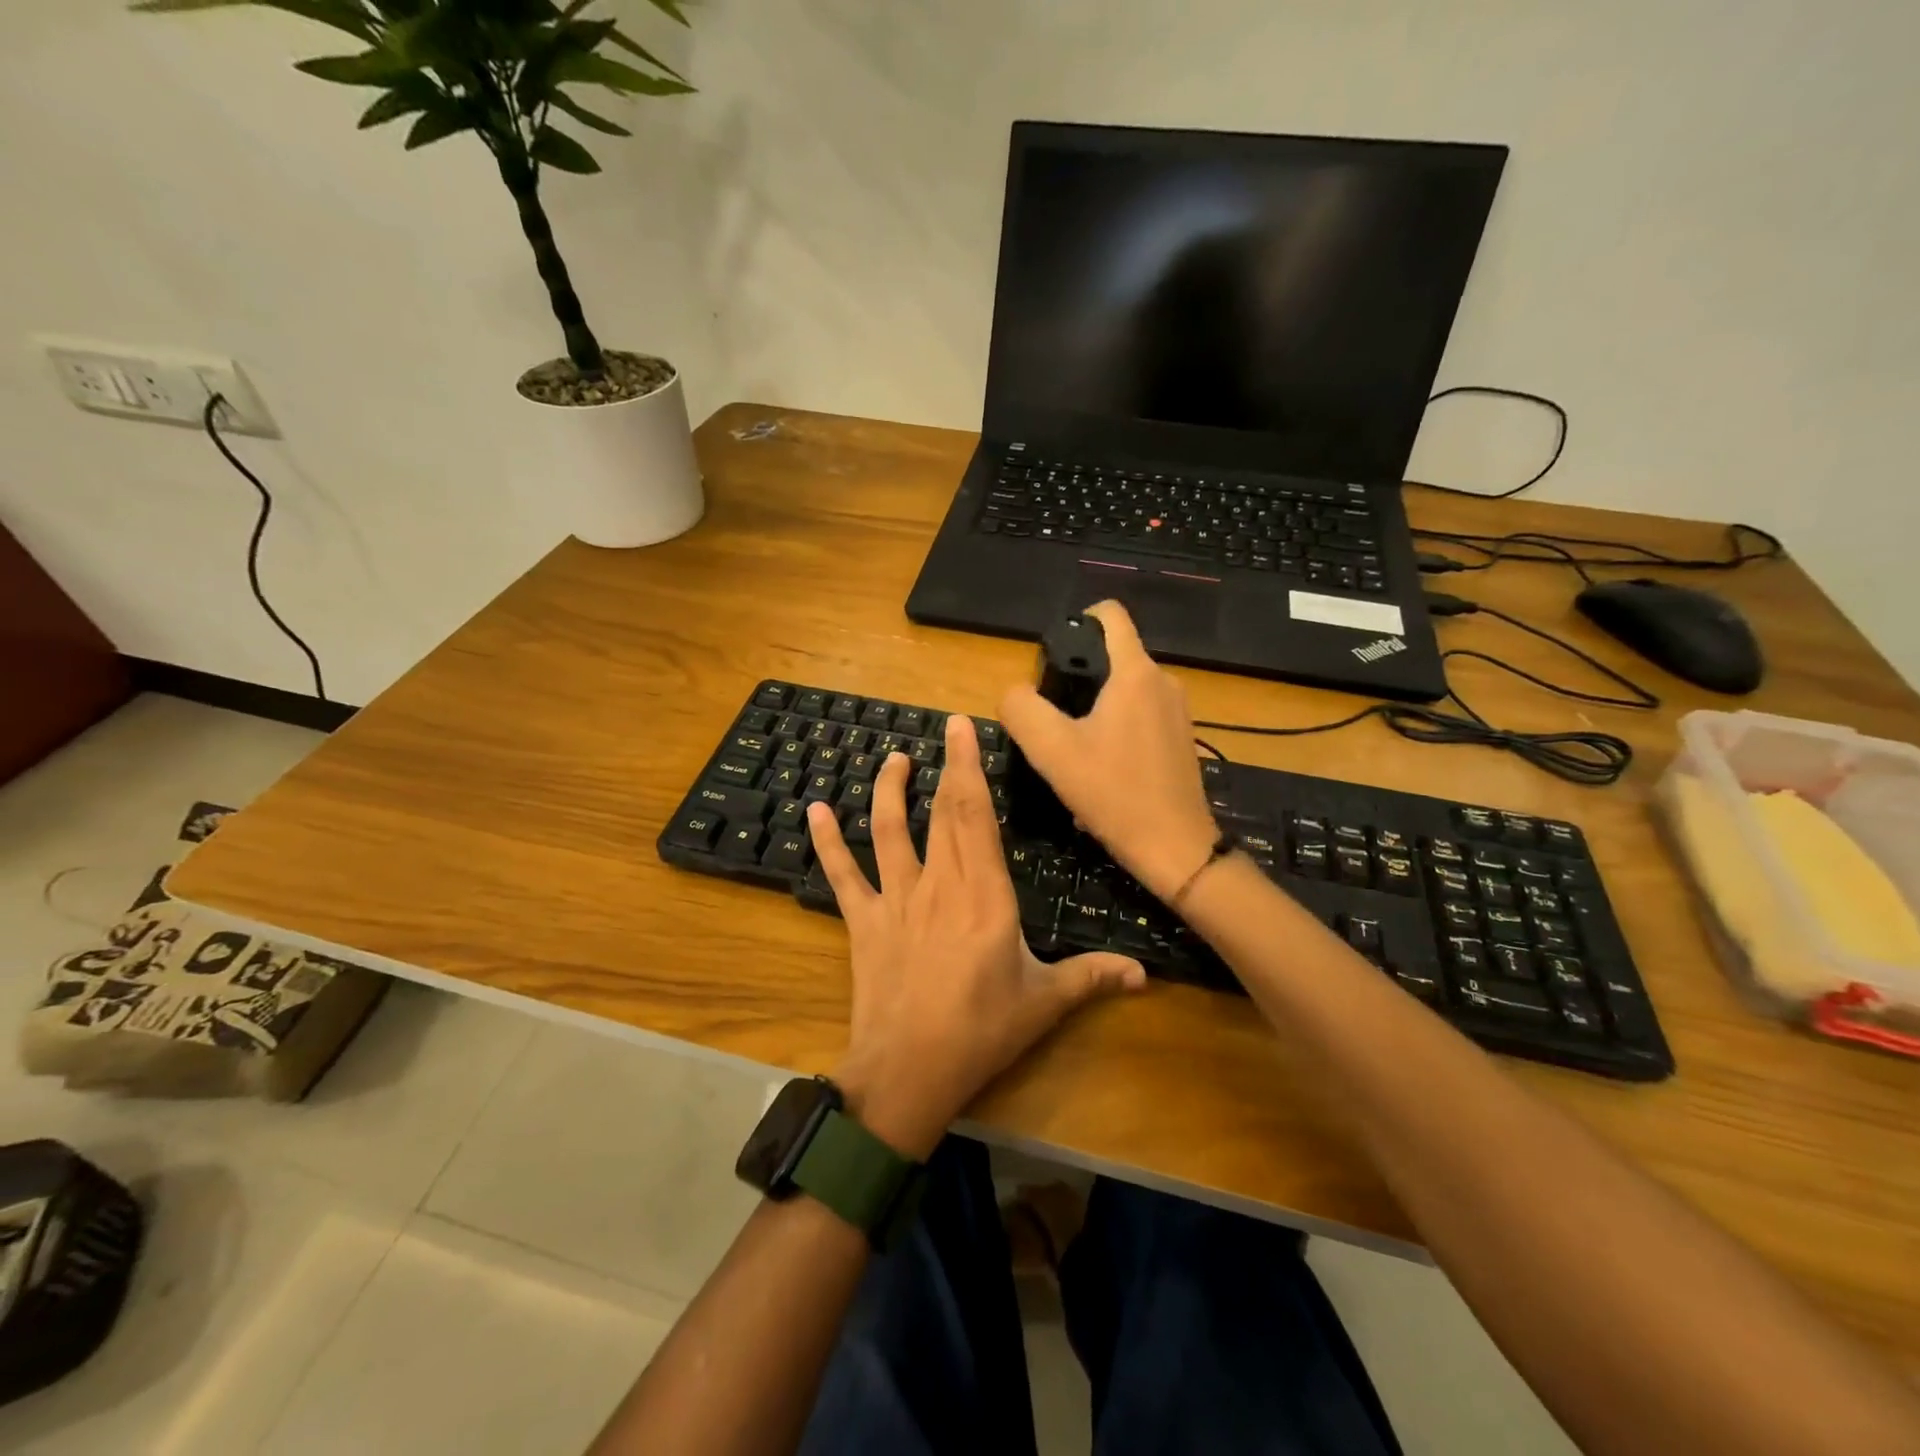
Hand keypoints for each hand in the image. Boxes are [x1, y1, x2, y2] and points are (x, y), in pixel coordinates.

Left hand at [806, 716, 1145, 1158]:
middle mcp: (939, 884)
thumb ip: (1091, 977)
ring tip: (893, 759)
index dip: (969, 768)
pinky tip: (815, 810)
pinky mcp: (863, 921)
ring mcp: (896, 899)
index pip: (975, 816)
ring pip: (890, 831)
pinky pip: (842, 874)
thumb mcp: (1043, 1002)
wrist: (908, 1072)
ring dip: (889, 790)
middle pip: (941, 812)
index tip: (963, 728)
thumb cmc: (981, 1033)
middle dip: (944, 766)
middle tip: (945, 728)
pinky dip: (827, 841)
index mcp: (985, 894)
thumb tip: (1145, 974)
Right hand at [999, 600, 1221, 902]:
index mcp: (1135, 672)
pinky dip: (1119, 727)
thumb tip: (1015, 692)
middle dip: (1081, 675)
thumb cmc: (1112, 792)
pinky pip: (1143, 715)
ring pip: (1127, 689)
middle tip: (1053, 716)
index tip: (1054, 654)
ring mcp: (1179, 711)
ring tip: (1075, 746)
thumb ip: (1021, 709)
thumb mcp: (1051, 750)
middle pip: (1114, 656)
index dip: (1078, 620)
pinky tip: (1103, 766)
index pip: (1110, 615)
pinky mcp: (1183, 738)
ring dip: (1098, 706)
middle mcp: (1164, 681)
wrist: (1174, 847)